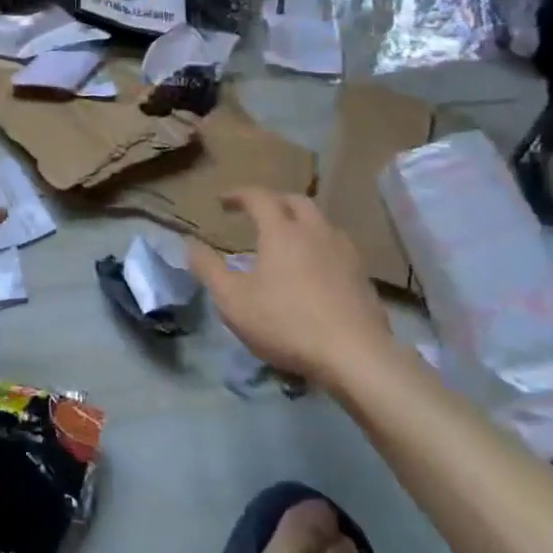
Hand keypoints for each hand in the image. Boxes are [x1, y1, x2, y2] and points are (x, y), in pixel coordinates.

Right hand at [186, 189, 397, 389]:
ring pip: (322, 223)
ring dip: (302, 222)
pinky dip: (321, 247)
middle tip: (258, 213)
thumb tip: (190, 244)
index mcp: (282, 231)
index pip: (259, 197)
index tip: (223, 201)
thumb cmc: (287, 323)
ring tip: (289, 240)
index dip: (239, 195)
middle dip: (274, 201)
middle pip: (296, 201)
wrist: (356, 357)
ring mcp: (345, 253)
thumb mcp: (233, 300)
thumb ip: (208, 269)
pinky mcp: (363, 278)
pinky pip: (338, 248)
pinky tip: (316, 270)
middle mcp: (315, 232)